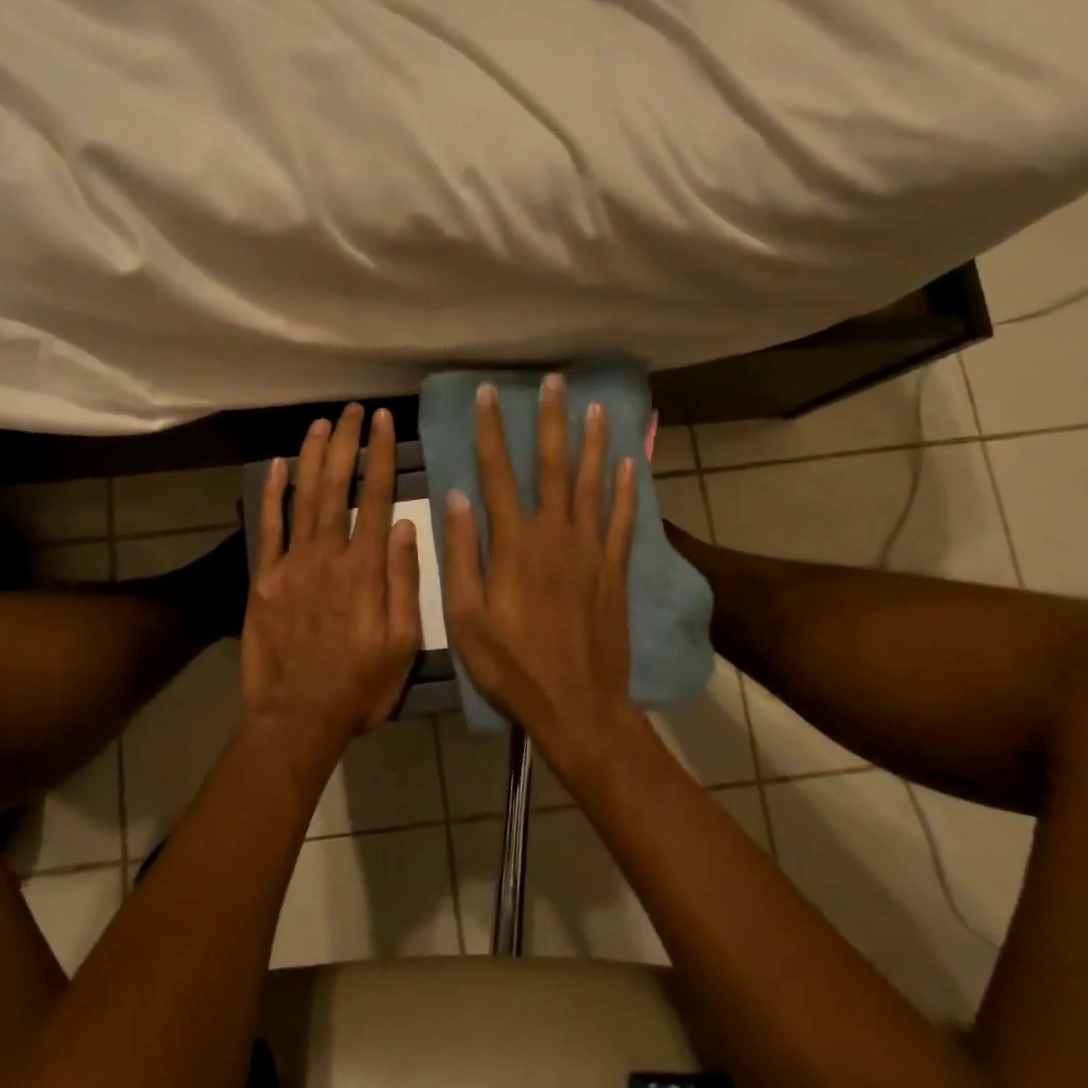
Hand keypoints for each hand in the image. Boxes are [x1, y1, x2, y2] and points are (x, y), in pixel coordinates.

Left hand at [241, 404, 423, 761]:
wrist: (296, 718)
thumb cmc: (359, 686)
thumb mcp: (403, 644)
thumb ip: (405, 582)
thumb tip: (409, 527)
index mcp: (367, 570)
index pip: (378, 499)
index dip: (381, 457)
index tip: (383, 423)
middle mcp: (329, 556)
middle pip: (339, 487)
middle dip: (347, 444)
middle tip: (352, 409)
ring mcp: (292, 564)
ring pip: (304, 498)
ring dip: (313, 457)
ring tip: (321, 423)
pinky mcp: (264, 578)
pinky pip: (269, 528)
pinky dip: (272, 494)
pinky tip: (277, 465)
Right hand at [442, 376, 638, 758]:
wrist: (578, 705)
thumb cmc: (511, 664)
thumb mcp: (466, 616)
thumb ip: (463, 553)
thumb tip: (457, 496)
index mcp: (514, 543)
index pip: (497, 473)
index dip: (491, 431)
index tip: (488, 395)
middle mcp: (555, 534)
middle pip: (553, 466)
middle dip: (551, 421)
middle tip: (554, 382)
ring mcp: (590, 550)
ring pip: (593, 484)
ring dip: (593, 443)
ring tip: (596, 408)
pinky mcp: (615, 570)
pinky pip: (623, 521)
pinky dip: (626, 491)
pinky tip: (630, 465)